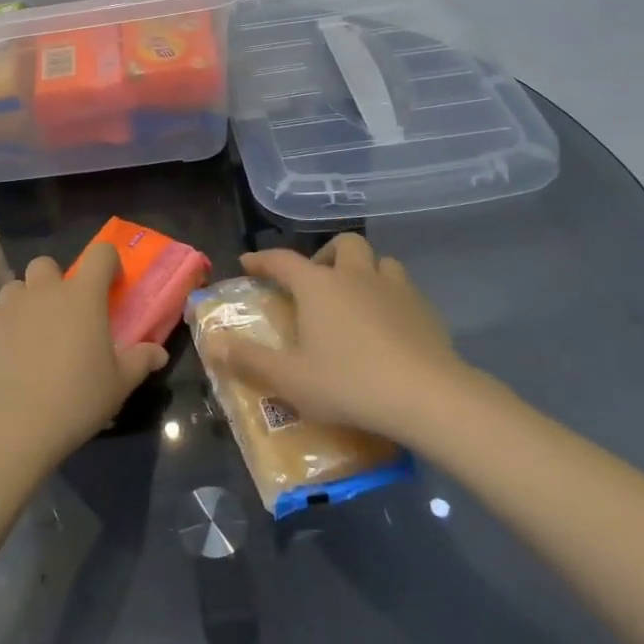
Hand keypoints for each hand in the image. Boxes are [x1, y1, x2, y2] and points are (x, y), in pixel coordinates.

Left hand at [0, 245, 168, 469]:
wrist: (12, 422)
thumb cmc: (75, 399)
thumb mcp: (118, 385)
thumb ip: (140, 361)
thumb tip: (158, 353)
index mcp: (83, 296)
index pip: (100, 254)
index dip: (108, 263)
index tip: (111, 286)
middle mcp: (45, 291)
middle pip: (48, 264)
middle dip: (56, 281)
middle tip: (65, 314)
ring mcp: (10, 305)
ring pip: (18, 287)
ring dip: (28, 301)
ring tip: (35, 334)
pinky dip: (7, 325)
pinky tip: (11, 354)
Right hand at [218, 234, 470, 445]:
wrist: (430, 398)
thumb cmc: (350, 383)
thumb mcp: (290, 379)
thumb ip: (249, 361)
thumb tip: (213, 344)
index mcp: (318, 286)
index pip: (282, 260)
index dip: (262, 260)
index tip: (248, 264)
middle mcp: (356, 276)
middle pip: (342, 245)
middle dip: (324, 255)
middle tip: (316, 282)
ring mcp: (396, 290)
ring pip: (379, 262)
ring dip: (363, 271)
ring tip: (355, 299)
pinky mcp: (426, 311)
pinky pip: (404, 290)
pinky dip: (390, 298)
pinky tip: (388, 327)